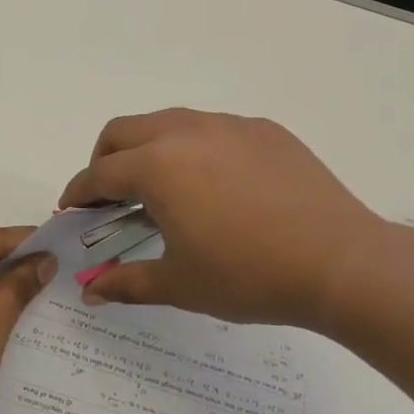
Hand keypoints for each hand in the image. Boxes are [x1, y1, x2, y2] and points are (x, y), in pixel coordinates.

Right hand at [58, 108, 386, 328]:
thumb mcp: (180, 285)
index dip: (79, 194)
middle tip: (110, 197)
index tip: (72, 211)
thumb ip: (126, 283)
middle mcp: (185, 132)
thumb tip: (89, 291)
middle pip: (122, 132)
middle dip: (104, 161)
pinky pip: (212, 129)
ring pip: (167, 123)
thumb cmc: (249, 276)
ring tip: (163, 190)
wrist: (341, 263)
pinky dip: (193, 149)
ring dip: (148, 149)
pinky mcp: (263, 130)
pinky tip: (216, 186)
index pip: (99, 173)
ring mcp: (228, 125)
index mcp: (157, 166)